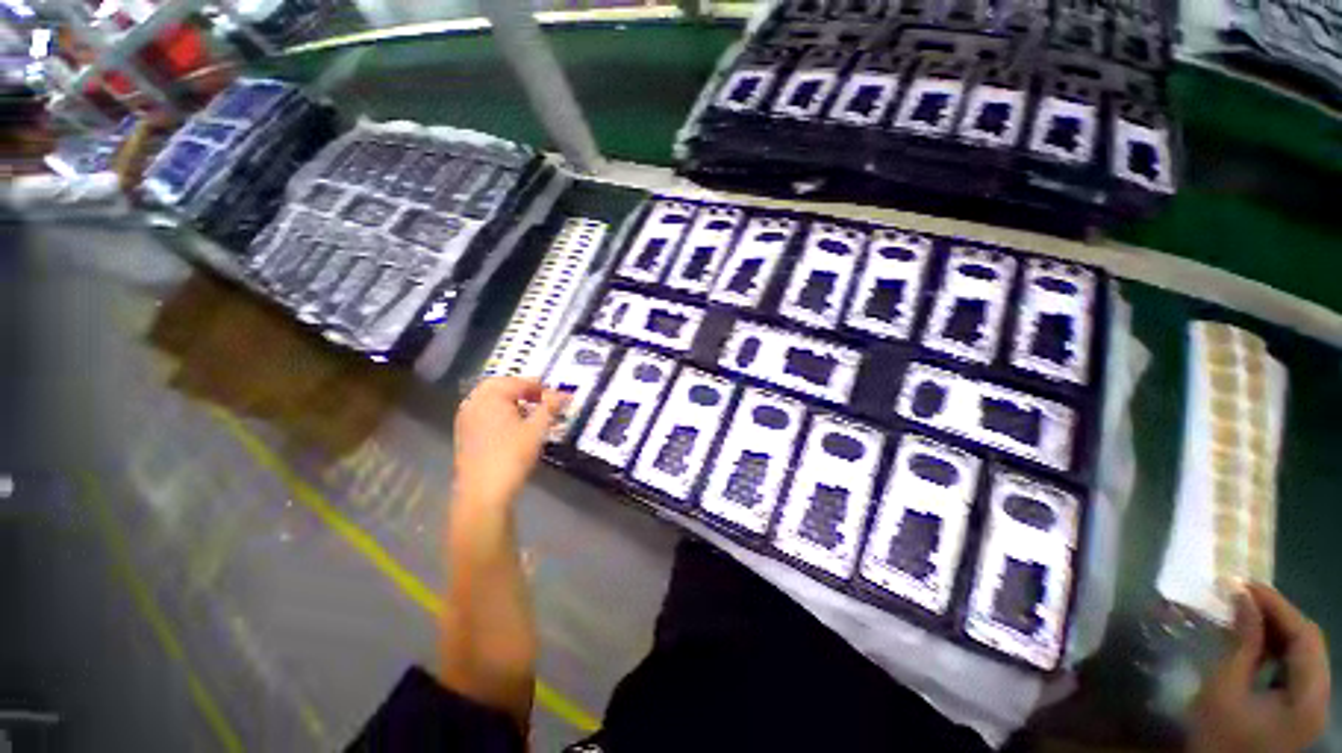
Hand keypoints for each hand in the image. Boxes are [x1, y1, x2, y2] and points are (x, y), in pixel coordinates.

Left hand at [453, 377, 567, 509]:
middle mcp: (474, 403)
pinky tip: (516, 426)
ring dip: (512, 400)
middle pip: (500, 386)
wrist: (483, 493)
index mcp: (489, 397)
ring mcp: (466, 419)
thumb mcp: (537, 429)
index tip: (557, 396)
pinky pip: (485, 413)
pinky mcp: (466, 435)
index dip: (540, 387)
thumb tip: (563, 395)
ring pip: (491, 400)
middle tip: (543, 398)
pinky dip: (502, 412)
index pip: (518, 381)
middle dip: (523, 389)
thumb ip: (550, 407)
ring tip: (532, 412)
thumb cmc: (511, 456)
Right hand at [1190, 583, 1331, 752]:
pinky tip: (1255, 642)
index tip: (1247, 585)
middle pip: (1309, 645)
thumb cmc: (1218, 734)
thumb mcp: (1225, 687)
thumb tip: (1244, 599)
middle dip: (1279, 616)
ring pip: (1303, 655)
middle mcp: (1320, 698)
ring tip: (1247, 613)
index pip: (1306, 638)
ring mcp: (1312, 706)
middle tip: (1245, 595)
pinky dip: (1277, 650)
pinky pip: (1296, 669)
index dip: (1279, 606)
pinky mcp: (1300, 709)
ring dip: (1278, 631)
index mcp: (1309, 697)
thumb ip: (1242, 643)